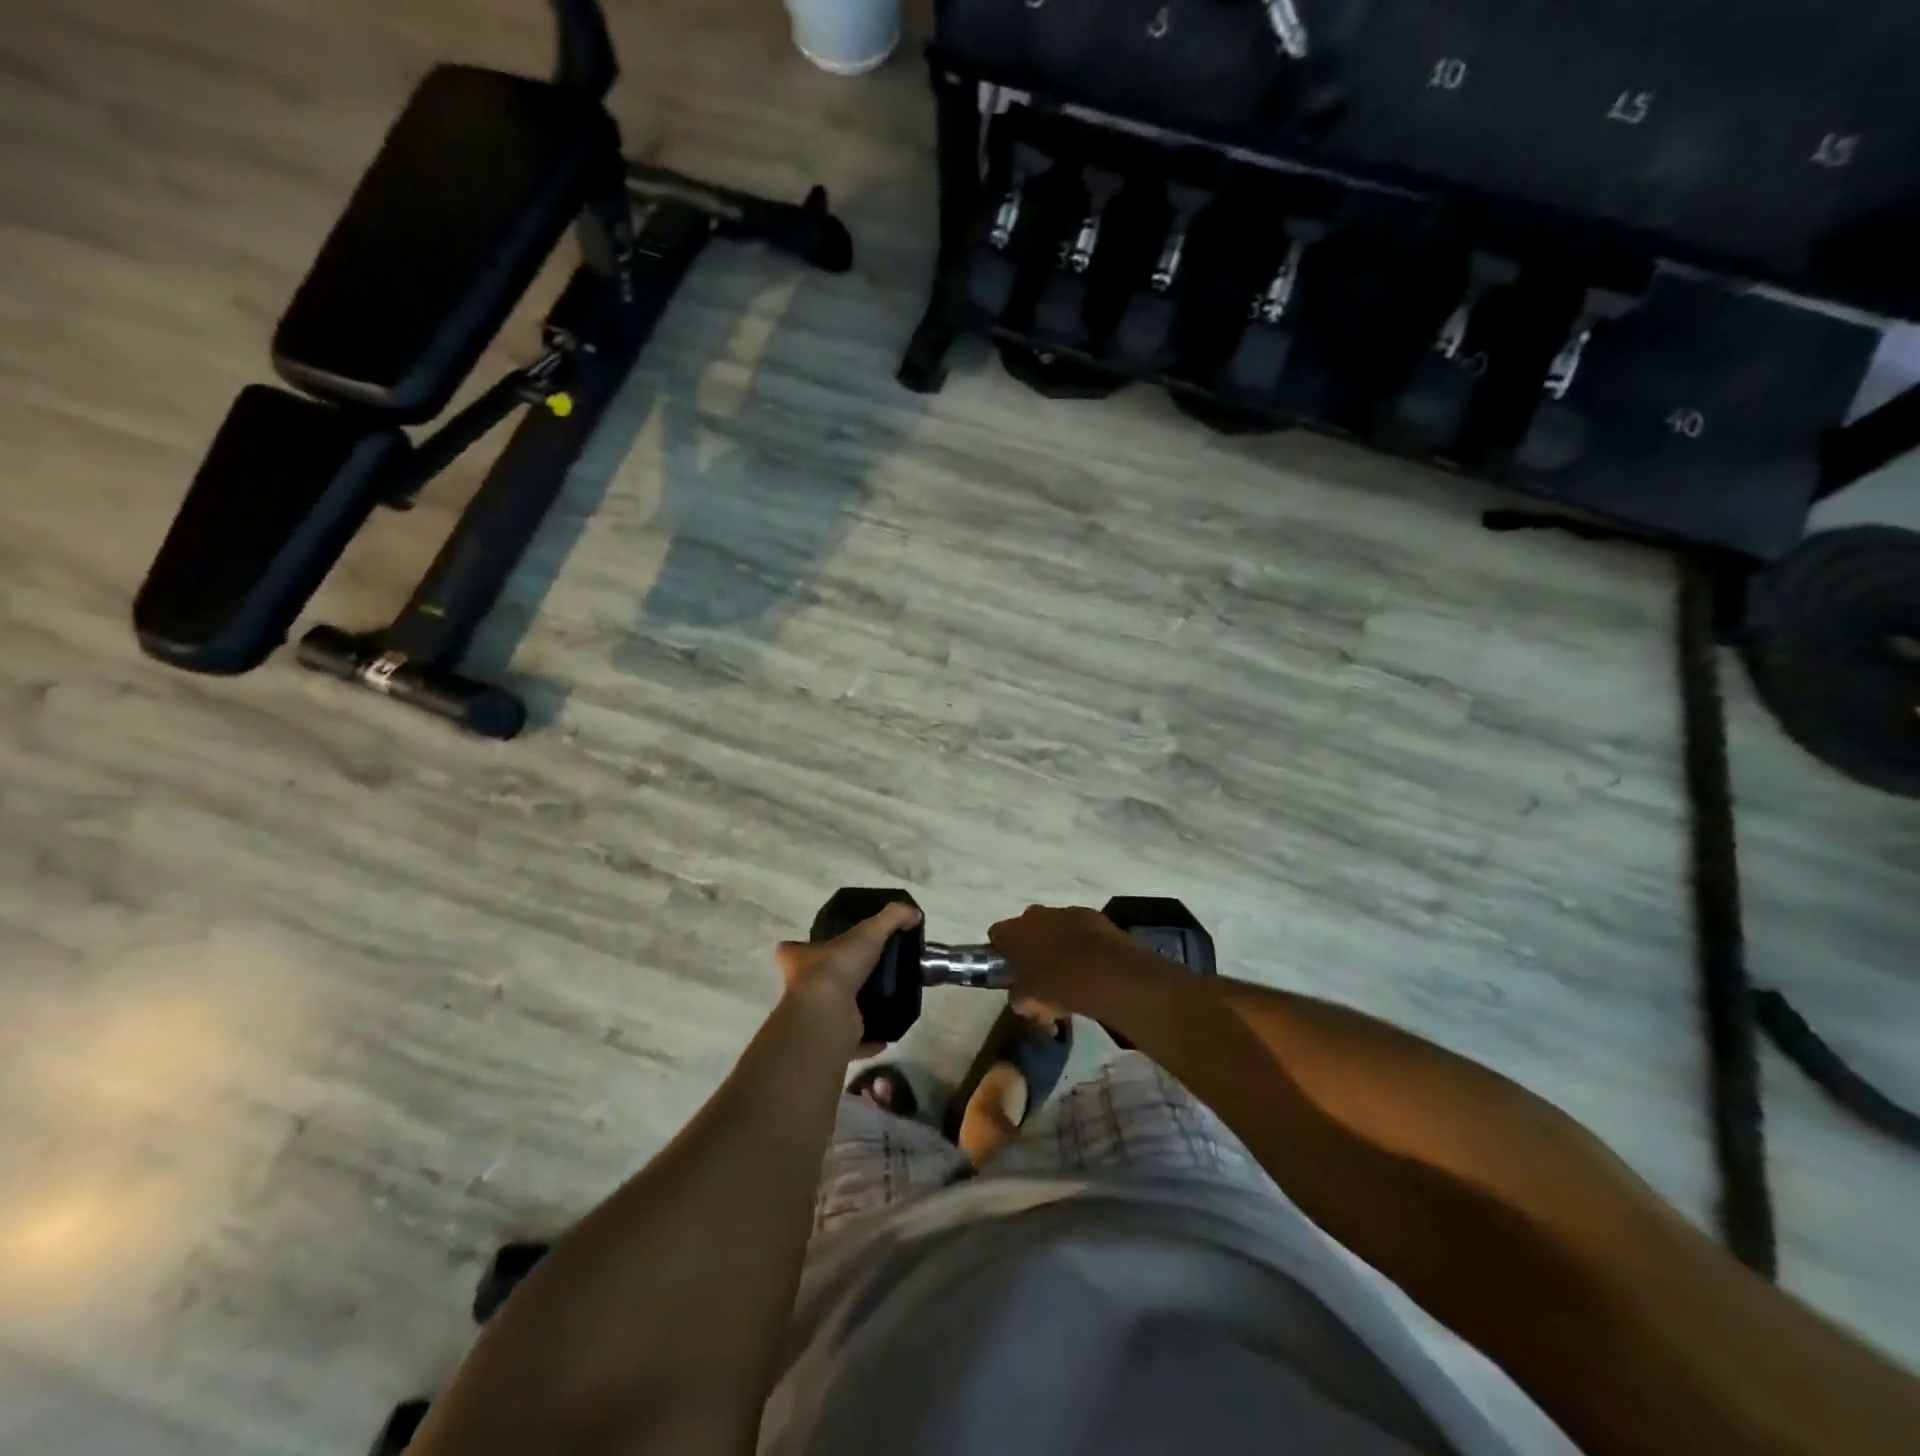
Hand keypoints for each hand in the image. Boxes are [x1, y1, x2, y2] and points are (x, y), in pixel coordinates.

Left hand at [775, 901, 922, 1053]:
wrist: (828, 1013)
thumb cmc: (838, 966)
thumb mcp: (869, 931)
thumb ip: (892, 917)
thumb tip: (914, 913)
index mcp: (800, 960)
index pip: (791, 950)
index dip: (800, 947)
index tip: (816, 945)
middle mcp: (803, 989)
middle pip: (813, 982)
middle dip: (834, 979)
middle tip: (861, 972)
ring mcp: (817, 1017)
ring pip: (834, 1012)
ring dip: (852, 1008)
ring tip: (879, 999)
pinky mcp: (833, 1039)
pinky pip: (853, 1041)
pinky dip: (868, 1040)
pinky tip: (886, 1034)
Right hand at [987, 904, 1160, 1018]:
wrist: (1107, 973)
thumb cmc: (1058, 987)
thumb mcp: (1028, 1003)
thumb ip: (1018, 997)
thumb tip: (1021, 996)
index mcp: (1013, 932)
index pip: (997, 935)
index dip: (1002, 953)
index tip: (1012, 970)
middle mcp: (1035, 915)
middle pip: (1026, 928)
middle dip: (1031, 947)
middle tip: (1041, 974)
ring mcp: (1064, 911)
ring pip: (1053, 925)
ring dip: (1057, 943)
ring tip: (1071, 972)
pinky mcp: (1091, 914)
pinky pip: (1079, 927)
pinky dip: (1082, 941)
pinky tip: (1092, 963)